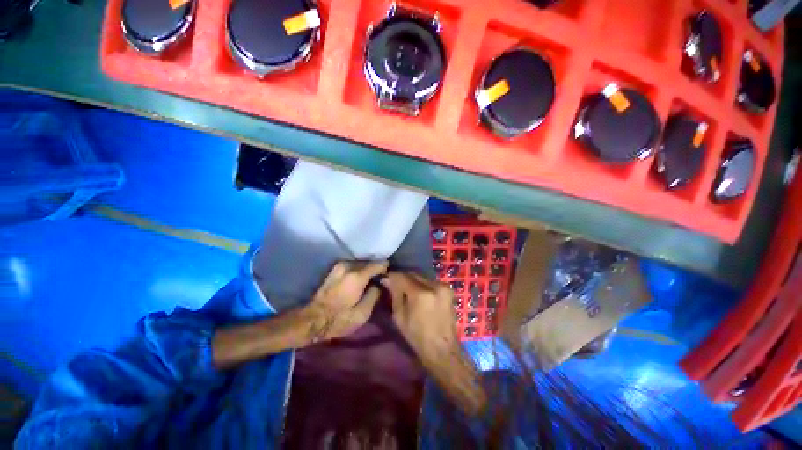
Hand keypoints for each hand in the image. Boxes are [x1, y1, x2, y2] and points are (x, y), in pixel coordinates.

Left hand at [303, 261, 388, 341]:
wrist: (312, 320)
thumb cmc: (339, 319)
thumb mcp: (362, 313)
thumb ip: (374, 295)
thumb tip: (379, 284)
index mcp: (357, 276)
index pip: (379, 264)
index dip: (386, 269)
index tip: (389, 276)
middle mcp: (348, 266)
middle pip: (369, 263)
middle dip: (375, 270)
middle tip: (380, 281)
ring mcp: (339, 266)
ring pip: (360, 264)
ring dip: (366, 271)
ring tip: (369, 282)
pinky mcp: (334, 269)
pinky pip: (352, 266)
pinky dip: (358, 271)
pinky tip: (358, 281)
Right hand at [382, 272, 486, 414]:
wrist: (443, 349)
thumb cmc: (417, 337)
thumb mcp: (399, 317)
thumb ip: (394, 294)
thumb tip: (387, 279)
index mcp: (420, 294)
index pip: (402, 276)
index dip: (392, 276)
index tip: (385, 278)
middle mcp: (433, 285)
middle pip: (413, 274)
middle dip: (402, 277)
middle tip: (394, 283)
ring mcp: (443, 286)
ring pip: (421, 276)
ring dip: (412, 280)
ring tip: (406, 288)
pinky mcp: (448, 289)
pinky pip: (430, 281)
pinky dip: (422, 284)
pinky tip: (418, 292)